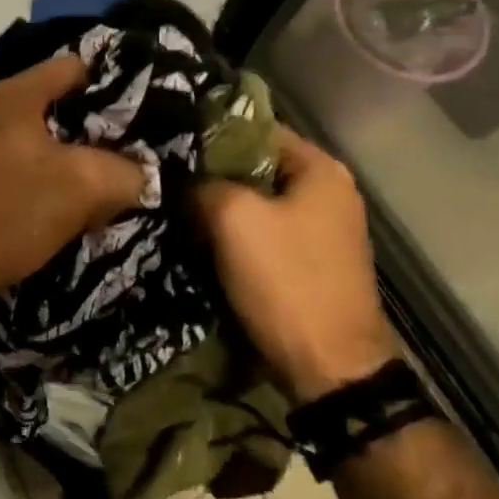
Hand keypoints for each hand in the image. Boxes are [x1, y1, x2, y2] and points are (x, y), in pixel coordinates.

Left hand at [0, 55, 144, 316]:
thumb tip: (140, 173)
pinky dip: (30, 177)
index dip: (112, 84)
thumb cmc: (7, 213)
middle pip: (50, 103)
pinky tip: (45, 206)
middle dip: (88, 128)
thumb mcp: (83, 188)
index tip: (139, 113)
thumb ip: (125, 172)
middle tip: (121, 155)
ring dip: (59, 158)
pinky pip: (4, 162)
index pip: (73, 66)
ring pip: (28, 137)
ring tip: (89, 185)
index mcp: (13, 95)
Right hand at [194, 124, 398, 400]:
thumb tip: (182, 178)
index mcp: (321, 169)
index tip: (171, 146)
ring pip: (257, 203)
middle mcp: (329, 192)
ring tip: (177, 209)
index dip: (211, 135)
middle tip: (168, 179)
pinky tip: (203, 242)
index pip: (255, 129)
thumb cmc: (286, 280)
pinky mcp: (310, 262)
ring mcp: (323, 230)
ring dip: (220, 207)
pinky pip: (265, 233)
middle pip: (256, 167)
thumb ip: (203, 183)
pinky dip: (236, 235)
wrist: (330, 368)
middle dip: (213, 174)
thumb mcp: (233, 218)